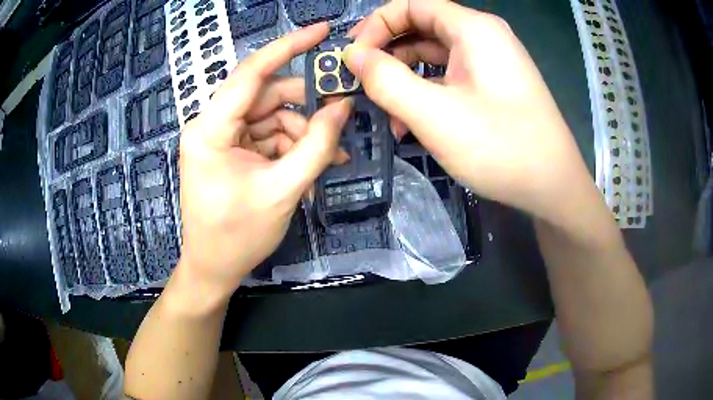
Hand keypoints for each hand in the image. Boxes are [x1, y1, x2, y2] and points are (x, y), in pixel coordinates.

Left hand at [177, 23, 351, 301]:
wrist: (214, 269)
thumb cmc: (238, 236)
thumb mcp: (283, 190)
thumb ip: (316, 145)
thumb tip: (342, 107)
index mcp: (210, 129)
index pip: (252, 73)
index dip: (288, 47)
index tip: (321, 31)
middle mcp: (212, 125)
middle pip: (266, 97)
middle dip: (305, 107)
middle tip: (342, 114)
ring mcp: (221, 138)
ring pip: (271, 117)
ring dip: (303, 133)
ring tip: (331, 156)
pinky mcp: (231, 151)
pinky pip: (267, 136)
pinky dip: (291, 147)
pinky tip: (313, 165)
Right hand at [344, 0, 593, 222]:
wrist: (553, 187)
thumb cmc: (501, 148)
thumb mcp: (434, 114)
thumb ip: (386, 80)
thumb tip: (352, 55)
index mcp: (473, 28)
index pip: (411, 5)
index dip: (376, 25)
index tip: (353, 56)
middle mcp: (484, 36)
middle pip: (421, 28)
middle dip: (387, 53)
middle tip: (362, 83)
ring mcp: (491, 62)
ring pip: (434, 55)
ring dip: (404, 78)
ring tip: (385, 112)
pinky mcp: (493, 85)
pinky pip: (451, 77)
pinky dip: (427, 92)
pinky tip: (413, 123)